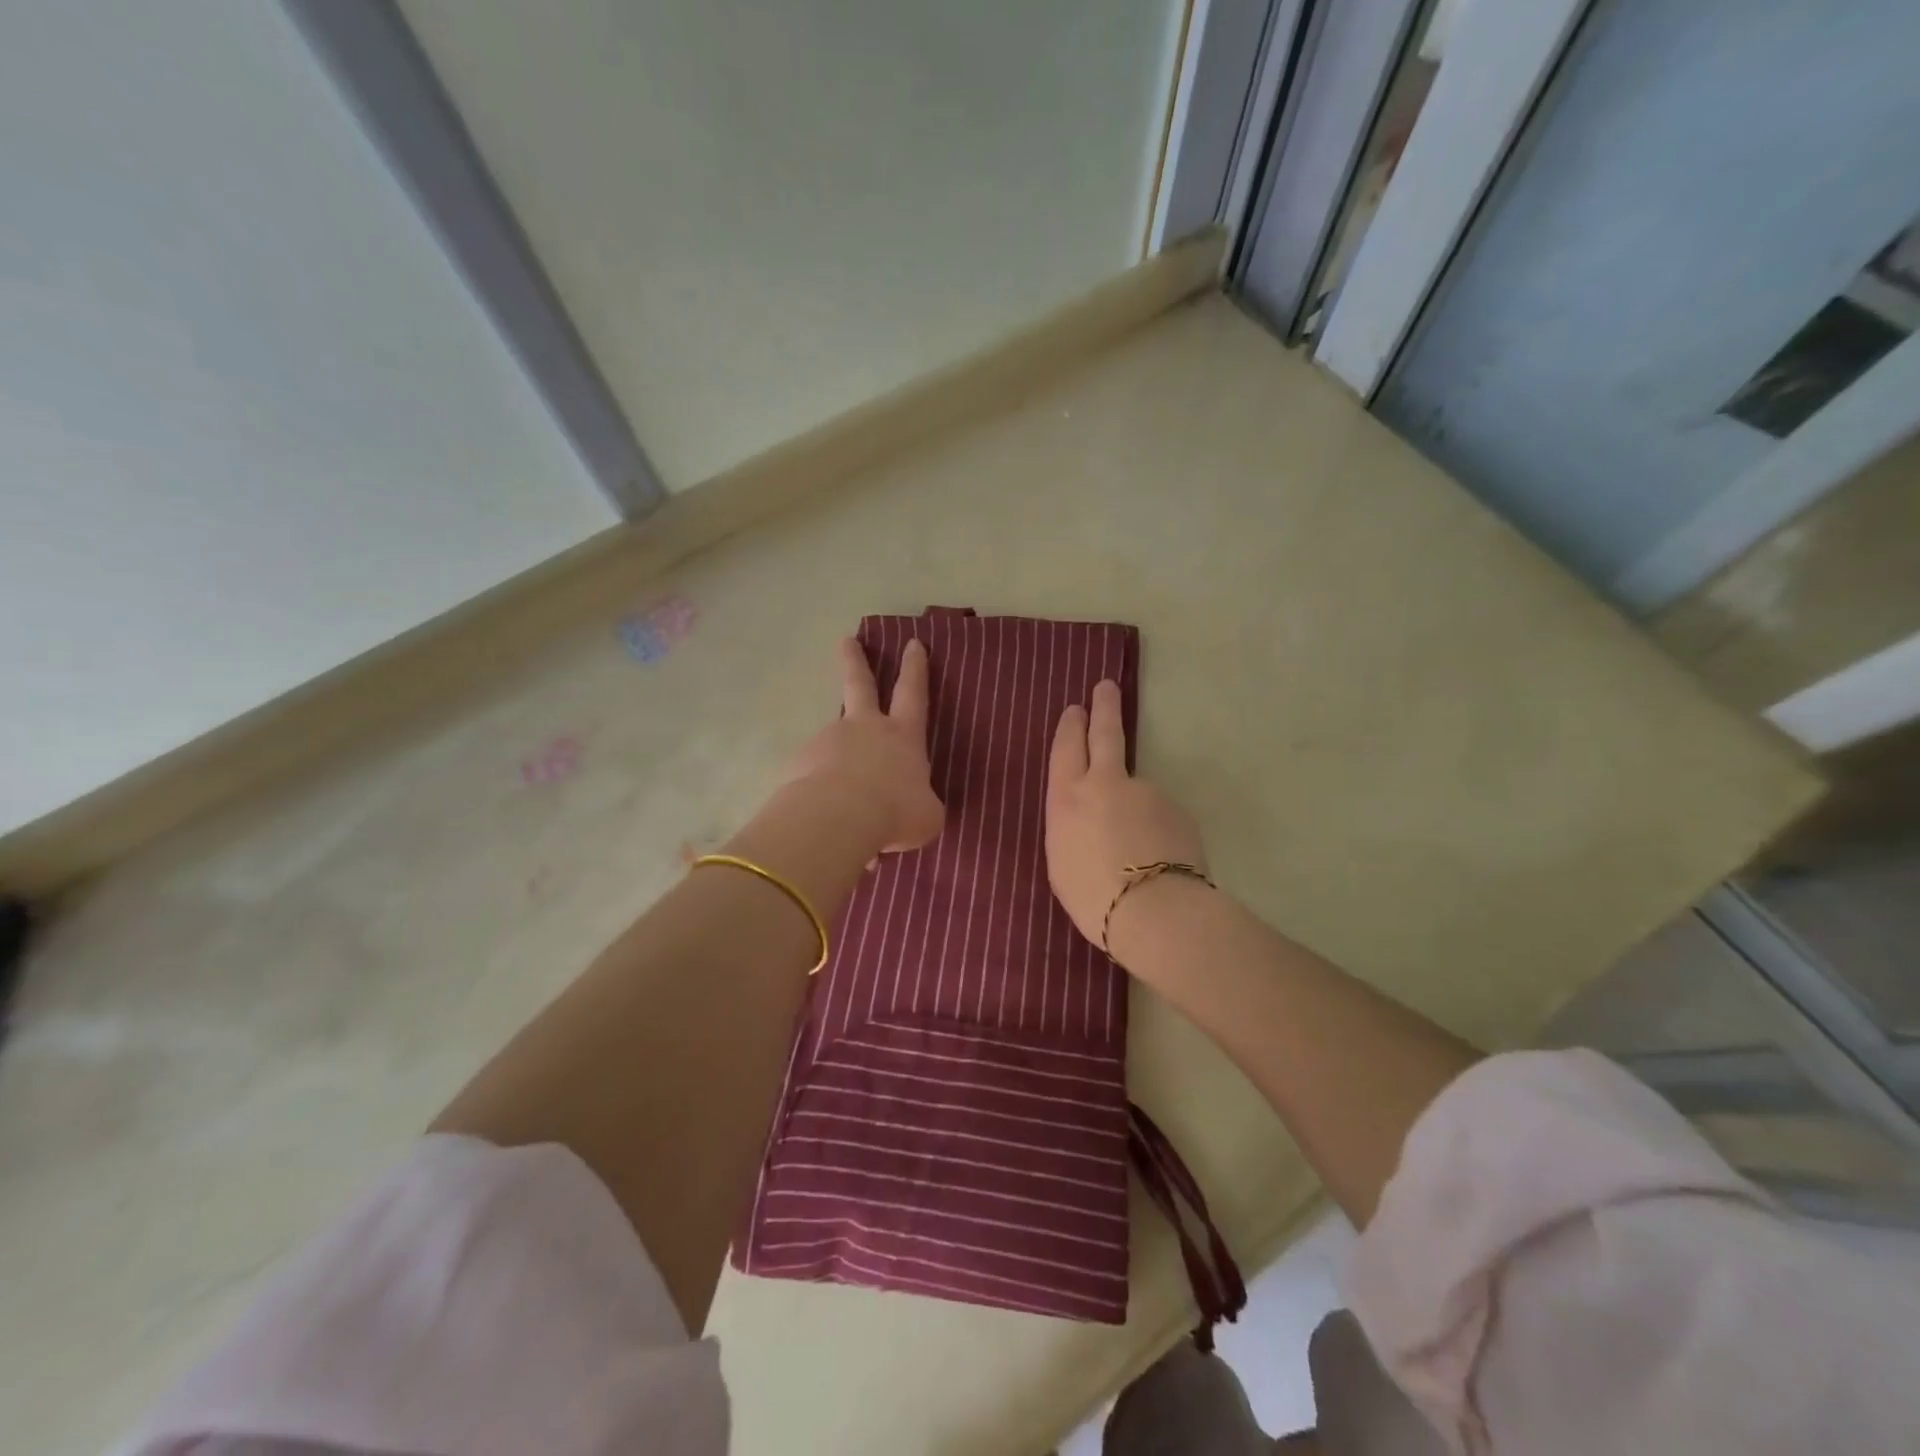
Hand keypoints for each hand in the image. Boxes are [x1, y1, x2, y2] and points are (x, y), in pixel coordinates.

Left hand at [783, 637, 944, 853]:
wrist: (837, 820)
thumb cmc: (895, 812)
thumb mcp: (927, 816)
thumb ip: (921, 806)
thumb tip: (912, 808)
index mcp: (902, 736)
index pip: (913, 693)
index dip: (915, 668)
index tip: (912, 643)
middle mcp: (864, 729)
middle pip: (859, 685)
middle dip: (855, 662)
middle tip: (847, 641)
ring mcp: (828, 742)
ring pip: (835, 747)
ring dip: (839, 765)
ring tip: (844, 806)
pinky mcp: (799, 764)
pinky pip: (814, 780)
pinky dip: (821, 796)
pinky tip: (826, 824)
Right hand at [1046, 680, 1205, 950]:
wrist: (1153, 911)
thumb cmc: (1091, 896)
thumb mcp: (1061, 860)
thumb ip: (1072, 826)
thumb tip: (1089, 816)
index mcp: (1067, 797)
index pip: (1067, 748)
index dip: (1071, 726)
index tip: (1076, 709)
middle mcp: (1104, 783)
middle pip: (1106, 734)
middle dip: (1104, 707)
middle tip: (1105, 686)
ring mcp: (1145, 791)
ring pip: (1136, 788)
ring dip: (1134, 807)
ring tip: (1135, 853)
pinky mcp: (1176, 808)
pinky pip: (1161, 815)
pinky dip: (1157, 830)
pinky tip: (1157, 860)